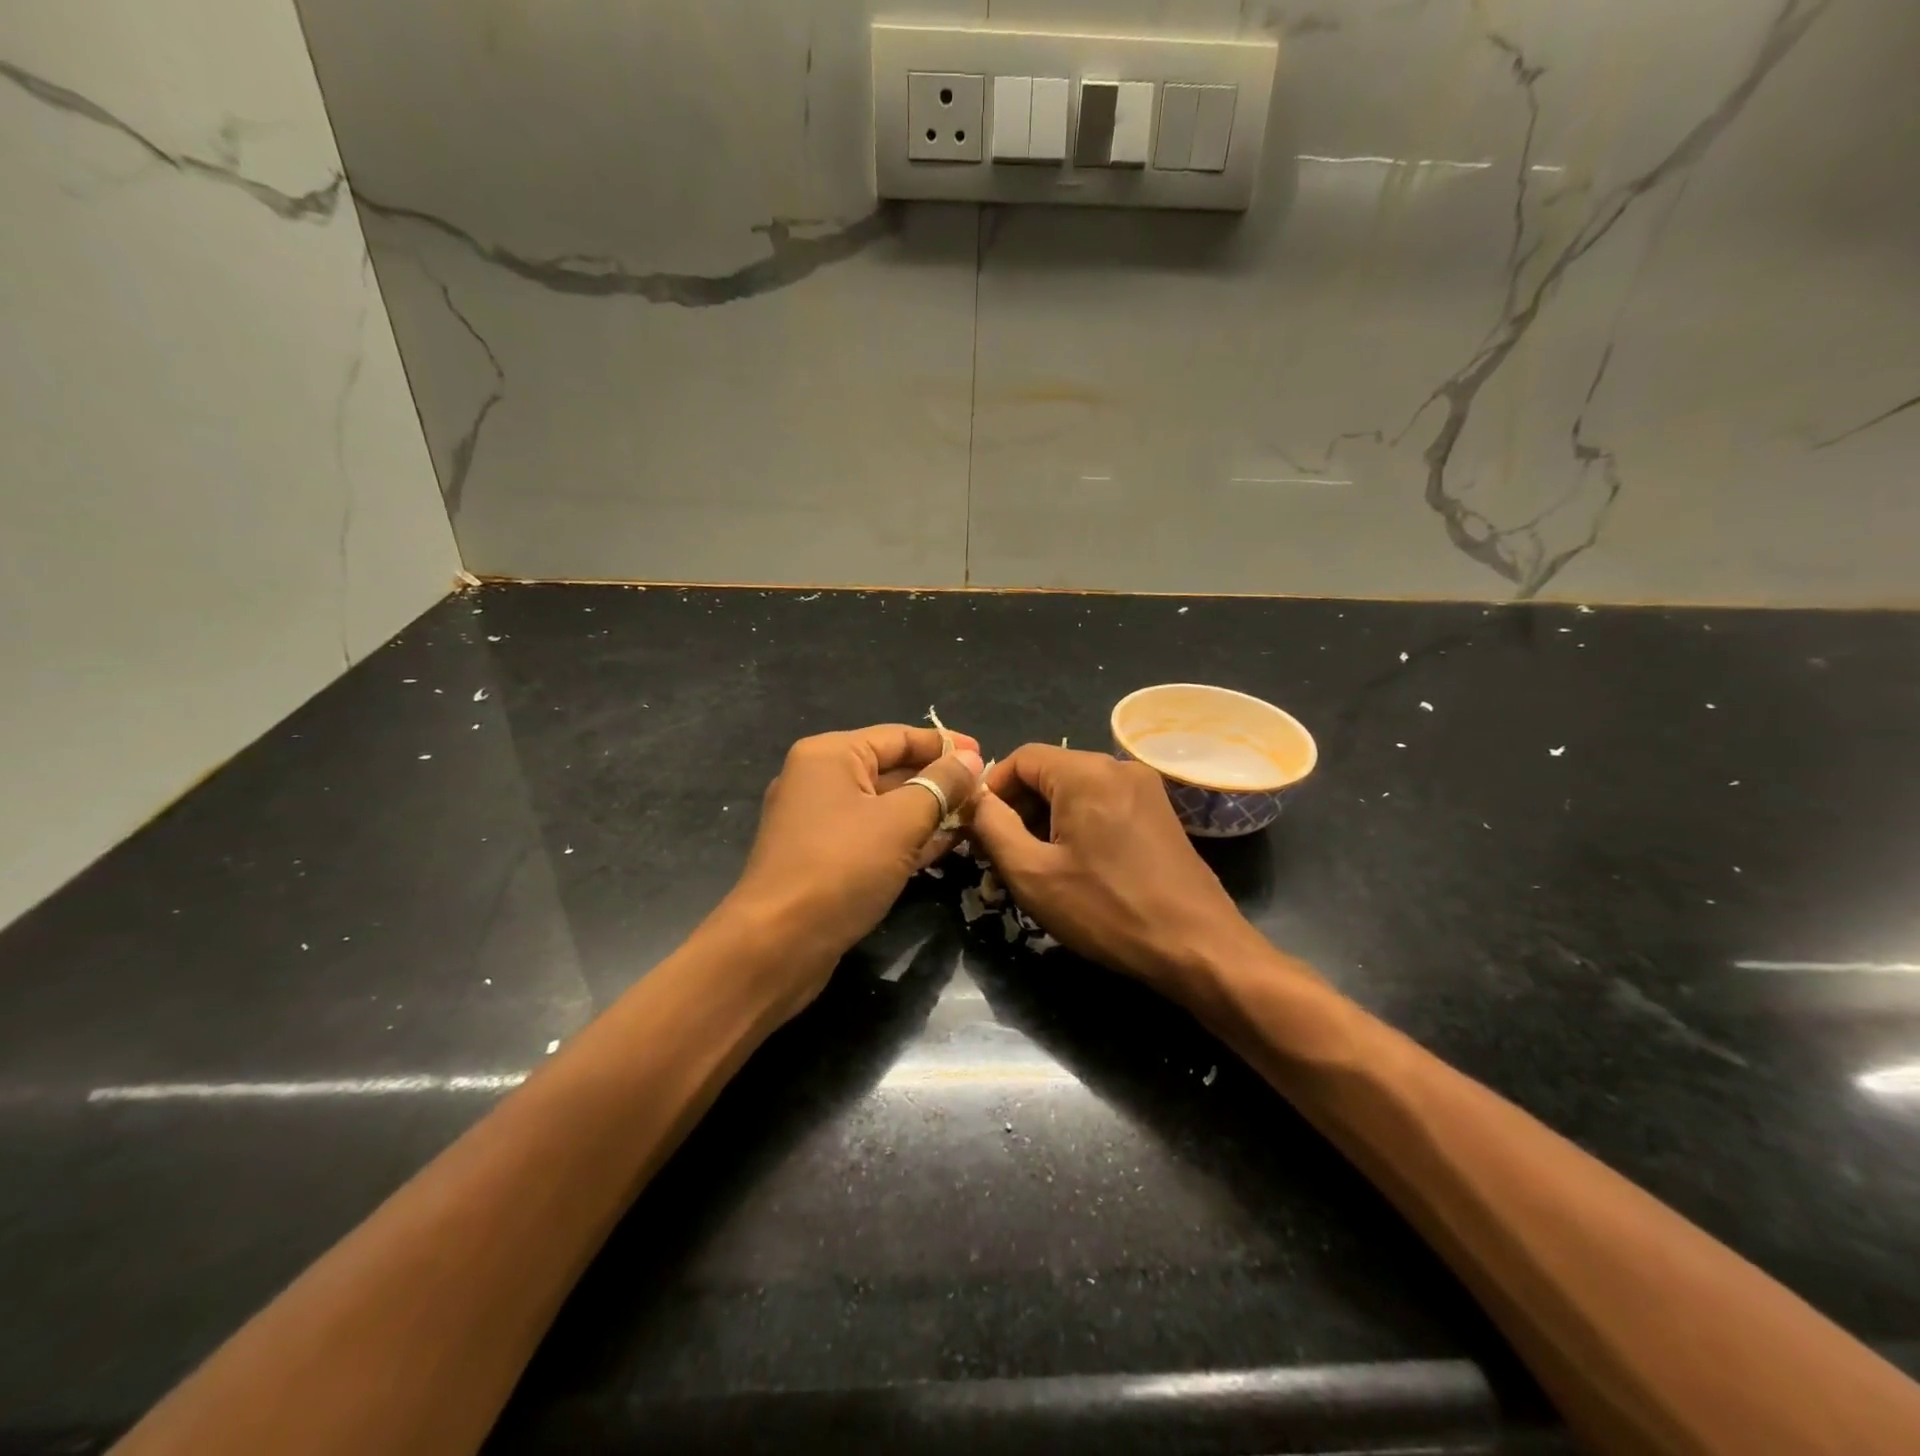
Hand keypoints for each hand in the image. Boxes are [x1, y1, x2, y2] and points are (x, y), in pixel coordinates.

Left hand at [725, 724, 983, 1008]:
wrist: (777, 944)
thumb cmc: (841, 868)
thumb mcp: (901, 821)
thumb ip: (941, 786)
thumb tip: (970, 759)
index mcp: (831, 755)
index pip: (898, 736)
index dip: (944, 745)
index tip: (985, 756)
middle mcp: (820, 779)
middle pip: (891, 769)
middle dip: (939, 782)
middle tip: (985, 794)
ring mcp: (819, 821)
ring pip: (885, 806)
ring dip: (928, 812)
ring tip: (975, 819)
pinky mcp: (823, 857)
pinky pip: (874, 835)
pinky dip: (907, 838)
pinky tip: (945, 846)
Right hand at [968, 744, 1259, 1000]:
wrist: (1198, 946)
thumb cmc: (1107, 909)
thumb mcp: (1033, 873)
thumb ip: (992, 826)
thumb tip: (975, 799)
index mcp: (1086, 771)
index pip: (1020, 758)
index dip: (991, 790)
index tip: (977, 830)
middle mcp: (1118, 766)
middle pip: (1049, 773)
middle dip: (1018, 810)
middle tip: (1000, 856)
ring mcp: (1145, 788)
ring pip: (1075, 792)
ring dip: (1046, 822)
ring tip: (1034, 869)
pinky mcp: (1160, 813)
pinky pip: (1103, 806)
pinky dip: (1077, 827)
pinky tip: (1073, 868)